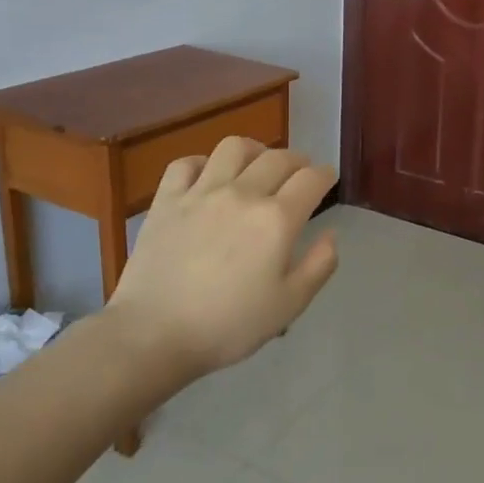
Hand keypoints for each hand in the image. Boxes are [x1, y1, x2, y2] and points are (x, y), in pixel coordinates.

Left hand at [105, 136, 339, 376]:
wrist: (153, 334)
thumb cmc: (228, 325)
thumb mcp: (289, 305)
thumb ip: (319, 265)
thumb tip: (329, 234)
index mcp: (277, 219)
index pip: (312, 179)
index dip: (325, 175)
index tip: (327, 179)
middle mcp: (243, 194)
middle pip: (279, 157)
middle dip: (298, 161)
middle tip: (300, 173)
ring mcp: (201, 192)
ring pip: (235, 148)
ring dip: (255, 150)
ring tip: (257, 165)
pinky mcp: (166, 199)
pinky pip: (187, 163)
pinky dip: (204, 163)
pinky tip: (209, 177)